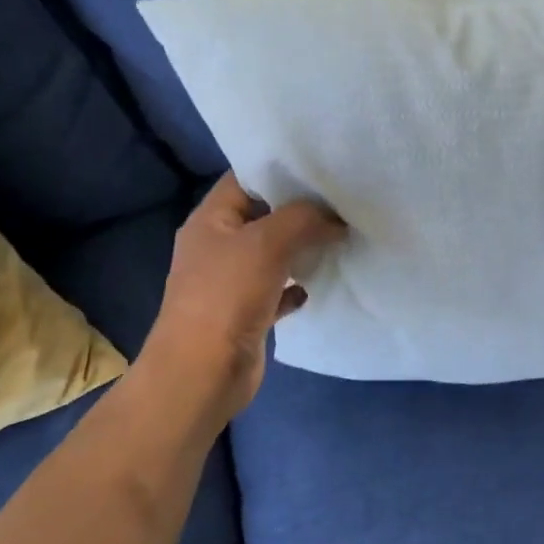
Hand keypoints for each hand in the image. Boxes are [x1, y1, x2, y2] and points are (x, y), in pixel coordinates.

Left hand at [138, 172, 344, 423]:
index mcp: (210, 220)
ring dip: (301, 250)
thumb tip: (336, 218)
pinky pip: (276, 292)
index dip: (280, 172)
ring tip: (339, 238)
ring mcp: (229, 283)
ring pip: (272, 256)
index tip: (322, 171)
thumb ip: (304, 219)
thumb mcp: (267, 243)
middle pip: (263, 217)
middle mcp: (217, 247)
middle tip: (341, 204)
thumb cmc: (227, 297)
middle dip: (300, 212)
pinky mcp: (245, 315)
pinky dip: (295, 288)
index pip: (245, 180)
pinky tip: (315, 286)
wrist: (202, 373)